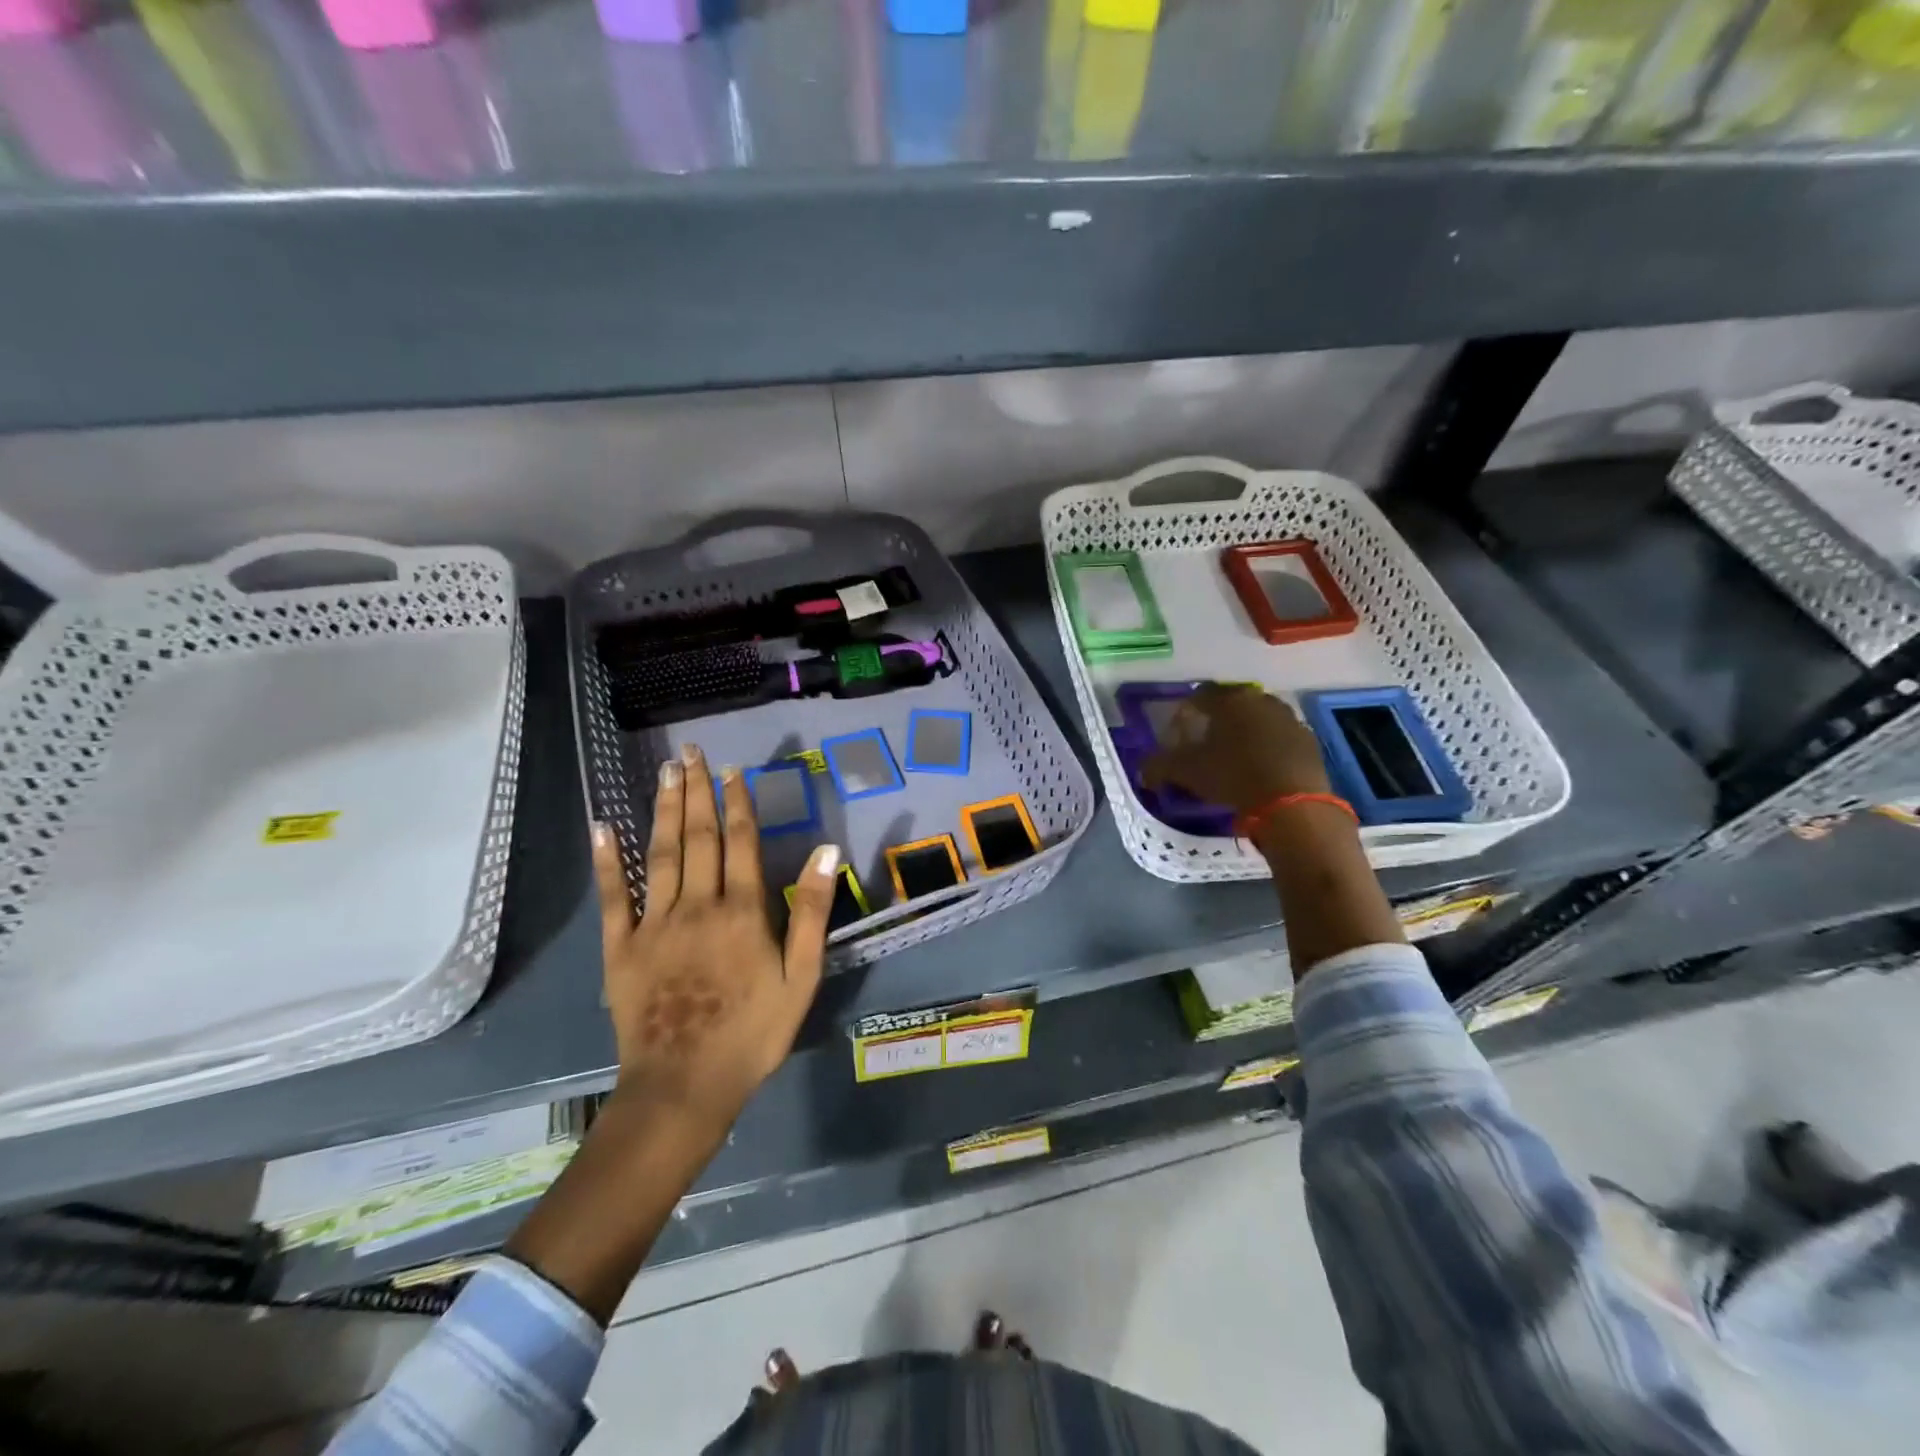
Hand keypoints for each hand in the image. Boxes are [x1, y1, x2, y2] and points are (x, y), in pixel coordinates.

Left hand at [593, 744, 836, 1146]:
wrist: (685, 1086)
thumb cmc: (753, 1032)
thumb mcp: (802, 977)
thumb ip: (813, 911)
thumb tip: (826, 850)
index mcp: (742, 911)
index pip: (740, 842)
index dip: (737, 803)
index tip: (732, 770)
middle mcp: (697, 905)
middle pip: (698, 837)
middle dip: (696, 791)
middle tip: (690, 752)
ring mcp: (654, 924)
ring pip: (660, 854)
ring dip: (663, 809)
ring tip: (665, 772)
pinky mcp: (621, 947)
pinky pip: (613, 896)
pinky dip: (607, 860)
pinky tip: (603, 826)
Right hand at [1140, 683, 1331, 814]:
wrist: (1291, 802)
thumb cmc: (1232, 776)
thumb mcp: (1186, 772)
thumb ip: (1159, 766)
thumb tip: (1143, 771)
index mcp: (1228, 700)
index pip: (1200, 695)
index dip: (1186, 712)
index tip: (1180, 731)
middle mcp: (1260, 700)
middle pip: (1232, 704)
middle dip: (1218, 720)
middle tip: (1206, 743)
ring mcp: (1289, 718)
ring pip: (1258, 719)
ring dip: (1245, 732)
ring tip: (1234, 757)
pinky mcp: (1308, 741)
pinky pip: (1280, 738)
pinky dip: (1268, 747)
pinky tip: (1261, 768)